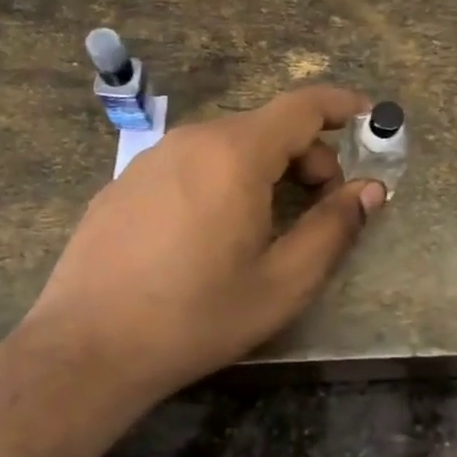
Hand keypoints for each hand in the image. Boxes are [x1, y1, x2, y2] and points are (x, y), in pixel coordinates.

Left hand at [17, 85, 385, 404]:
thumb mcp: (284, 282)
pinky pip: (193, 163)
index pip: (303, 105)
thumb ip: (335, 227)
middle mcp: (193, 139)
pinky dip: (225, 178)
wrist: (84, 351)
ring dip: (267, 169)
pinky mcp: (126, 181)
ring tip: (268, 225)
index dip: (343, 106)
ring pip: (230, 145)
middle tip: (322, 206)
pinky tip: (213, 234)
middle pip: (269, 127)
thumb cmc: (196, 316)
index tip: (372, 120)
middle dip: (309, 156)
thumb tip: (370, 190)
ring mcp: (152, 157)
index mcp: (235, 153)